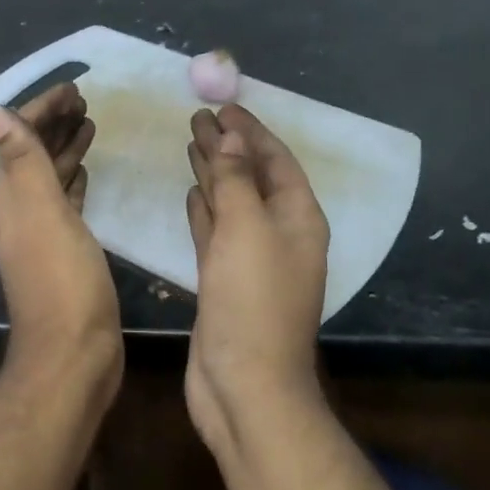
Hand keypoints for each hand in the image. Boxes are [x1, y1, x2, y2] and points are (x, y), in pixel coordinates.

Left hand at [0, 83, 121, 392]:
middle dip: (54, 122)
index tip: (73, 88)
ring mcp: (42, 232)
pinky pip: (66, 202)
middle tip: (85, 99)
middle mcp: (21, 210)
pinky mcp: (65, 251)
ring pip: (50, 176)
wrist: (74, 353)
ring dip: (65, 148)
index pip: (20, 138)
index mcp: (13, 197)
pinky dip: (74, 180)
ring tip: (90, 124)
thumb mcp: (42, 213)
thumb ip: (20, 161)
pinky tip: (86, 173)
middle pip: (33, 154)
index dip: (41, 110)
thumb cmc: (62, 281)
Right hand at [184, 105, 329, 450]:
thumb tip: (231, 140)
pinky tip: (192, 192)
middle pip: (252, 178)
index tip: (223, 106)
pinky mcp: (224, 279)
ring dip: (214, 174)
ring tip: (191, 143)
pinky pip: (215, 232)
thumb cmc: (252, 301)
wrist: (245, 384)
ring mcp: (251, 259)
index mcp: (298, 218)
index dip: (251, 132)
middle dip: (228, 147)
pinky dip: (204, 210)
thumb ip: (236, 182)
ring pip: (232, 203)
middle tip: (197, 117)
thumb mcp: (246, 230)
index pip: (276, 161)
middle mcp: (279, 234)